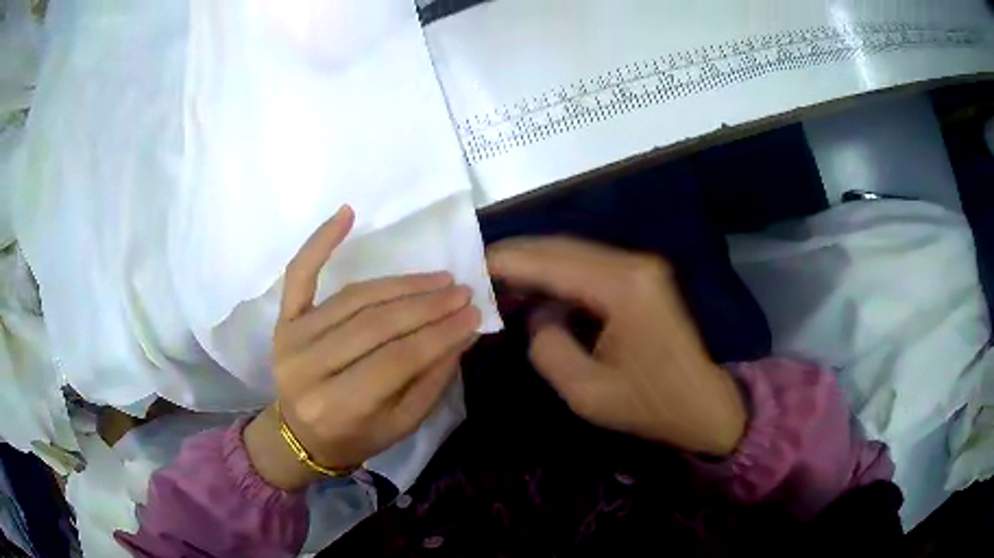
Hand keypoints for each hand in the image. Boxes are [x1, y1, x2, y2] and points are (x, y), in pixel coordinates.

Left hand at [245, 206, 480, 489]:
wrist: (300, 435)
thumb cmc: (355, 437)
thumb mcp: (401, 425)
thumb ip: (431, 379)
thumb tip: (464, 332)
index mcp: (339, 406)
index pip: (398, 360)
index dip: (439, 334)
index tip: (474, 314)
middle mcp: (309, 368)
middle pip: (376, 325)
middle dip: (427, 305)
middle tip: (462, 291)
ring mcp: (292, 338)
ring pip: (354, 298)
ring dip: (401, 283)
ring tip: (438, 278)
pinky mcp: (283, 320)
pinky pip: (300, 274)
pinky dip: (321, 242)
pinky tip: (347, 214)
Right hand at [487, 237, 745, 455]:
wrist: (705, 405)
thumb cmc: (651, 405)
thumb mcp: (586, 391)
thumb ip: (547, 346)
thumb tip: (538, 314)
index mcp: (623, 287)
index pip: (551, 261)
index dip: (506, 261)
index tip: (468, 266)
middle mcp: (633, 264)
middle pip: (561, 247)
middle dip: (517, 258)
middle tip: (478, 275)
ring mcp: (640, 267)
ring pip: (574, 253)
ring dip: (537, 267)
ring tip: (500, 286)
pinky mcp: (642, 277)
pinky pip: (590, 268)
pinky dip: (558, 277)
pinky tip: (538, 294)